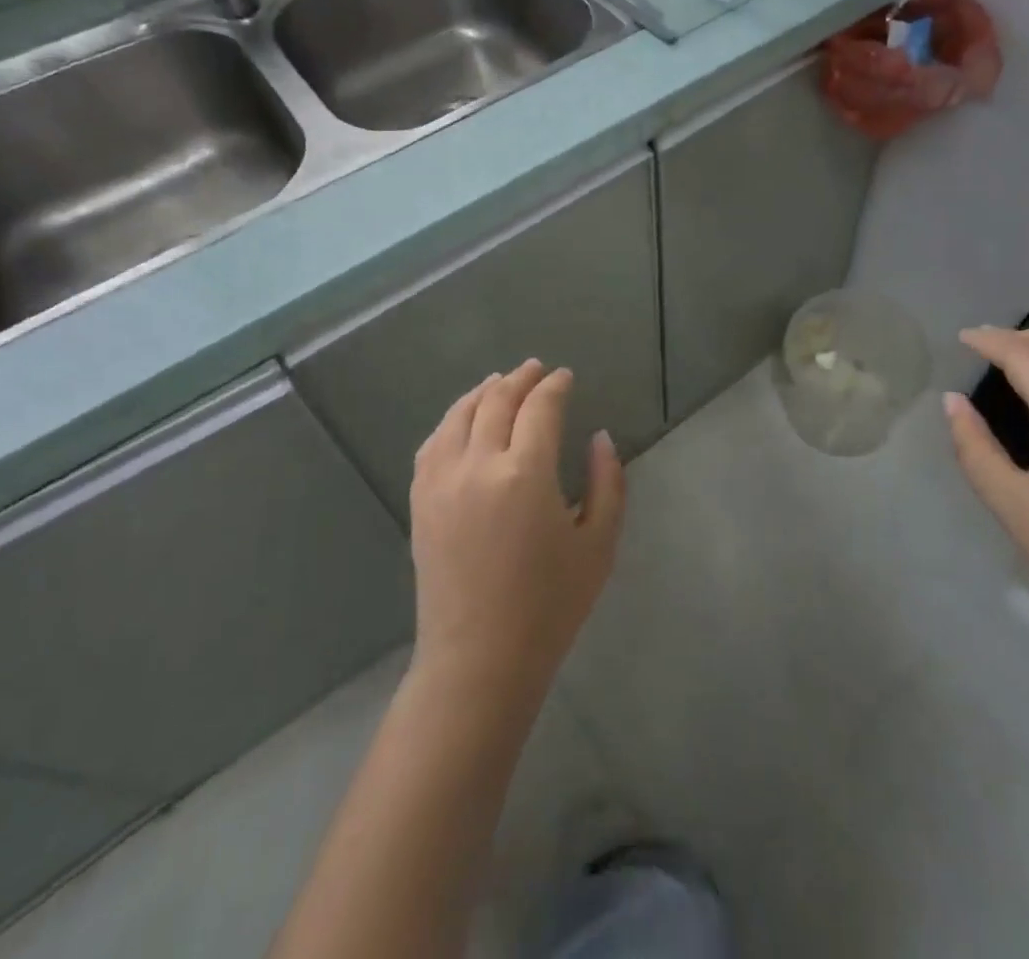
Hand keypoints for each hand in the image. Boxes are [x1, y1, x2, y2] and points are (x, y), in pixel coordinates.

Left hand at [408, 360, 625, 705]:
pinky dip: (451, 420)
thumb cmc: (550, 605)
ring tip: (500, 381)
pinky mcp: (421, 500)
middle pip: (497, 401)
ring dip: (483, 391)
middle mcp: (478, 464)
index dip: (555, 386)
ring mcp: (441, 481)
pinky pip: (433, 443)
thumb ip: (607, 482)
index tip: (566, 377)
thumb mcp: (599, 543)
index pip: (540, 407)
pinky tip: (463, 419)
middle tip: (537, 369)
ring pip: (460, 414)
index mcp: (526, 473)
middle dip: (520, 378)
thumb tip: (599, 437)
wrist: (479, 659)